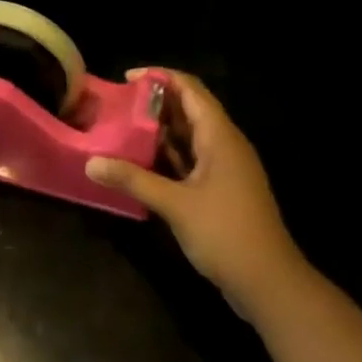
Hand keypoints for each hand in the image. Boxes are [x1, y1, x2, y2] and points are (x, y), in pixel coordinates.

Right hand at [85, 69, 305, 322]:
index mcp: (219, 135)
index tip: (126, 78)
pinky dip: (168, 156)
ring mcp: (225, 168)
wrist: (270, 284)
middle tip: (118, 105)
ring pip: (189, 136)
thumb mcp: (175, 204)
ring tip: (122, 129)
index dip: (159, 77)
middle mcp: (224, 144)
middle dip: (155, 104)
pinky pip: (191, 159)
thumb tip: (91, 163)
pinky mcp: (221, 189)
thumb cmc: (226, 233)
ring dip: (159, 131)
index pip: (189, 88)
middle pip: (189, 109)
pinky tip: (141, 162)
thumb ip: (134, 179)